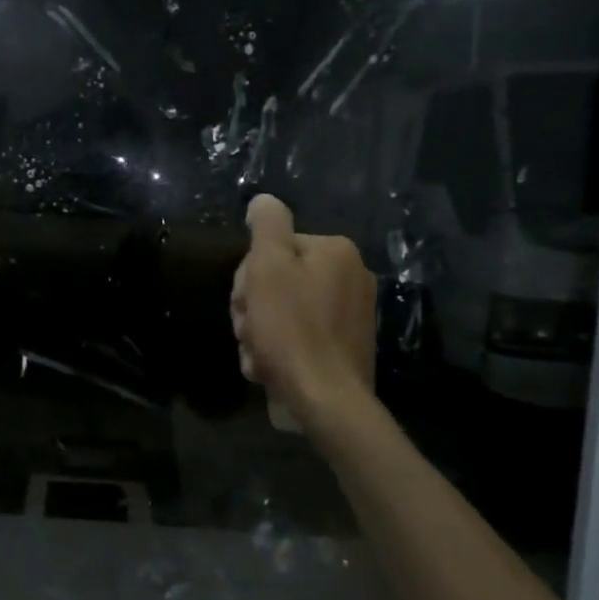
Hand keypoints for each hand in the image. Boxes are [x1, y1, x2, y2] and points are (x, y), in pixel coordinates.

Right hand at [230, 194, 376, 424]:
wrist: (327, 399)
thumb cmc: (292, 329)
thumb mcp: (269, 267)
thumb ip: (267, 225)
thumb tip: (264, 200)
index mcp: (335, 251)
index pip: (273, 249)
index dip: (249, 277)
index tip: (245, 304)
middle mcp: (351, 275)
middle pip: (280, 279)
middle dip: (255, 307)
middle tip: (249, 331)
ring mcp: (353, 313)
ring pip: (286, 310)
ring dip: (262, 331)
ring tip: (258, 355)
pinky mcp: (348, 344)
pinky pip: (303, 334)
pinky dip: (282, 348)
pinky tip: (271, 366)